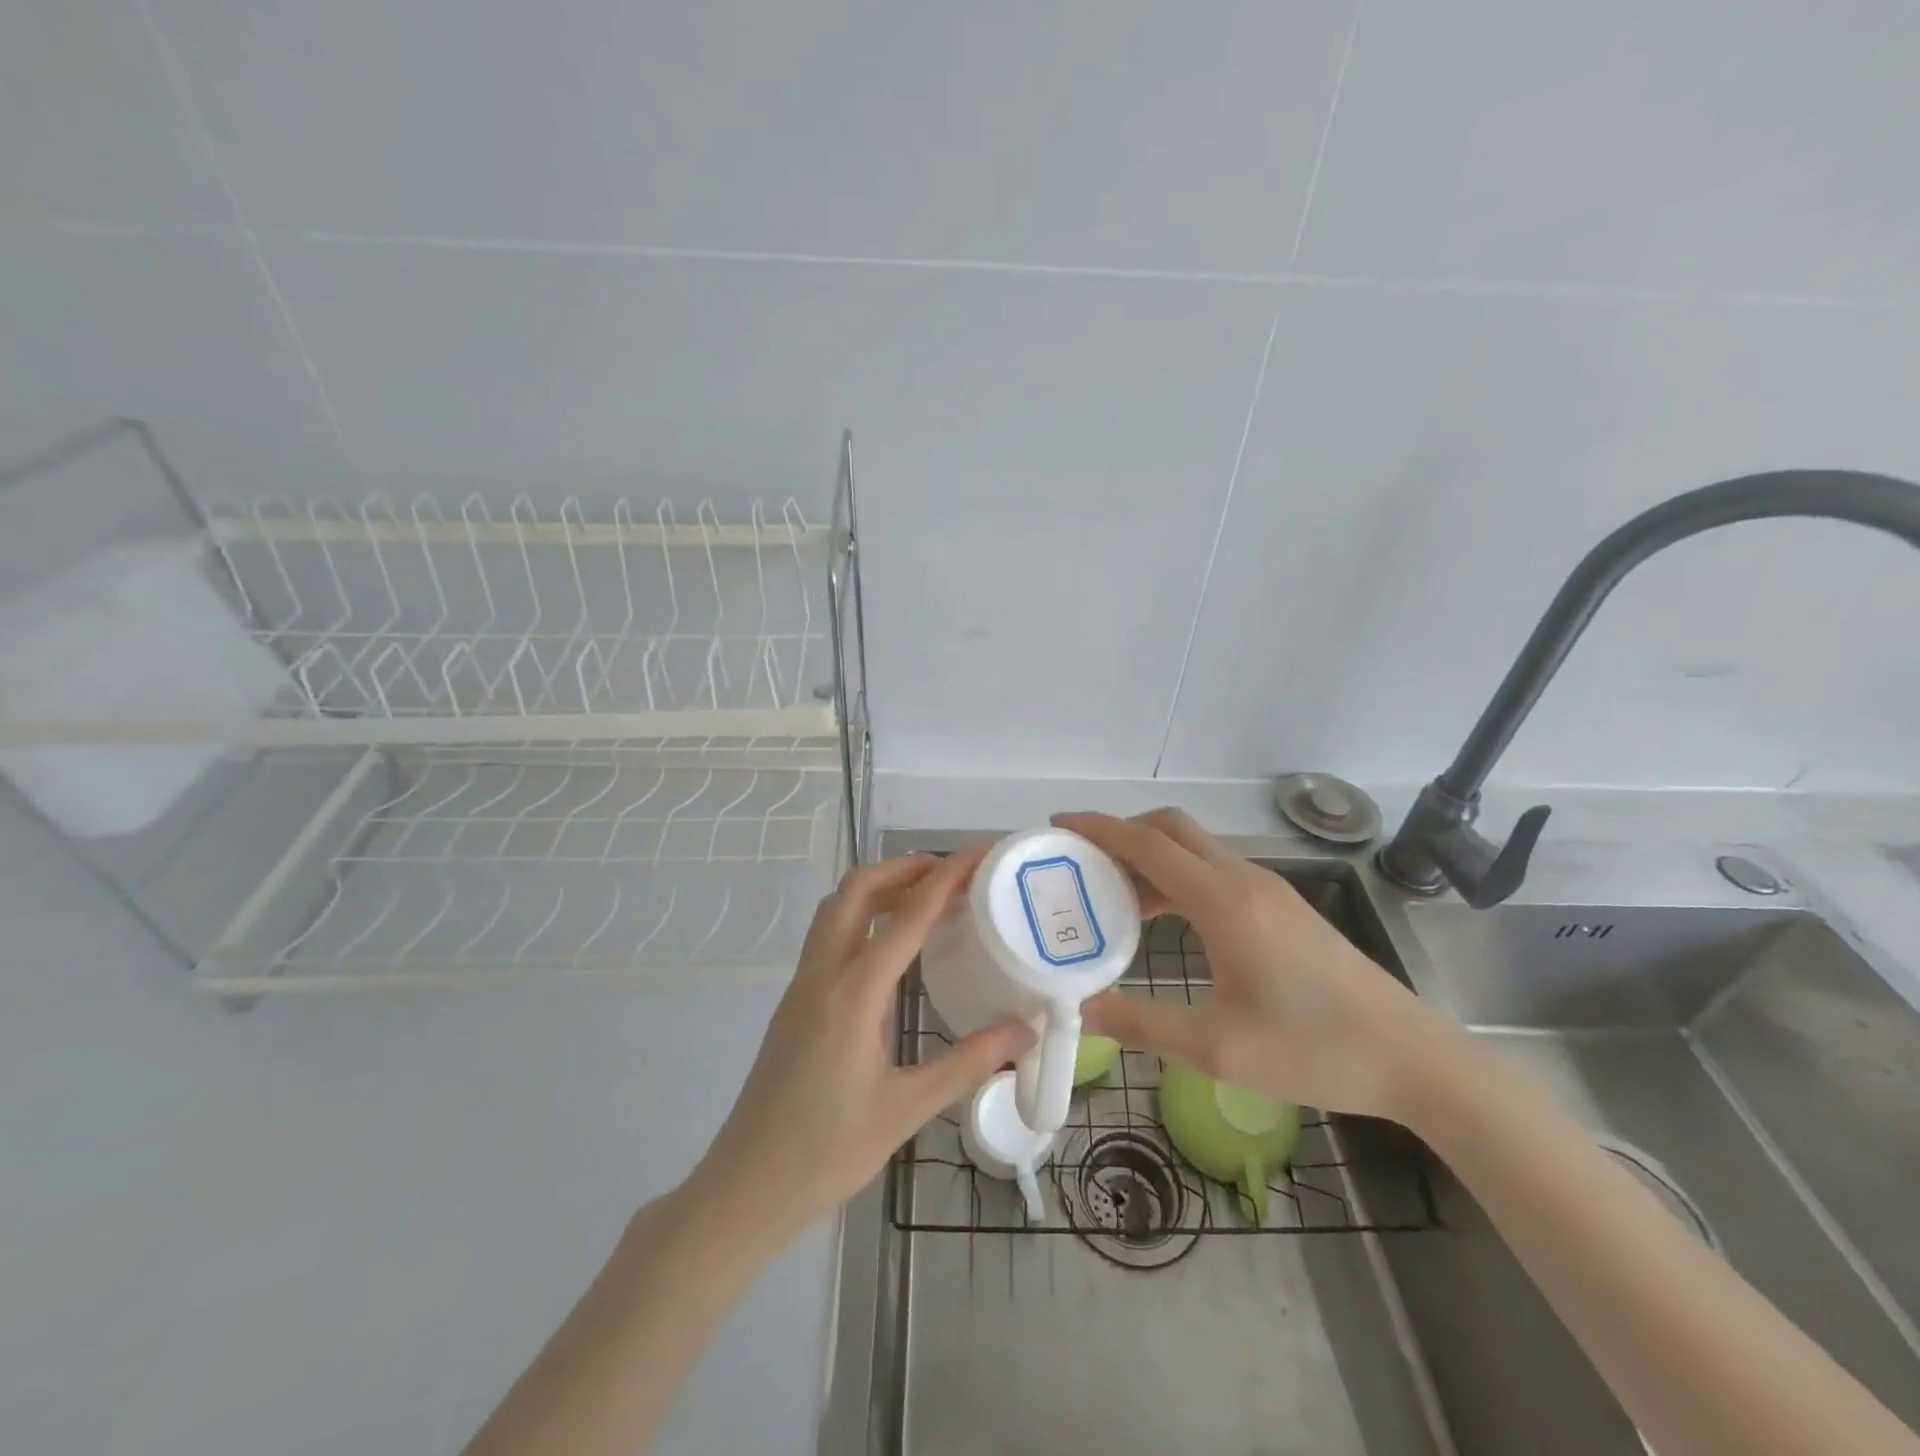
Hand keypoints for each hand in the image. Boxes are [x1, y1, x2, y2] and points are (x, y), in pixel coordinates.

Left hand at [695, 848, 1031, 1240]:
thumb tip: (1025, 1030)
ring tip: (927, 897)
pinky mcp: (796, 998)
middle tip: (953, 875)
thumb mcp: (907, 1110)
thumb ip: (968, 1063)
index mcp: (853, 994)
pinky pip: (829, 933)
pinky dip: (863, 913)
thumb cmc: (828, 1152)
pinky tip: (892, 943)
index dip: (946, 879)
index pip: (906, 916)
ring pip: (836, 906)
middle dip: (905, 868)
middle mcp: (823, 973)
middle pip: (857, 889)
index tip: (979, 856)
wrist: (747, 1187)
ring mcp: (802, 983)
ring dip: (880, 887)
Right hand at [1055, 810, 1458, 1121]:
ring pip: (1196, 848)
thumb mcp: (1217, 1047)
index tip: (1060, 825)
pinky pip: (1216, 871)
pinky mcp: (1283, 907)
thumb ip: (1142, 1024)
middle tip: (1082, 861)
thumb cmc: (1314, 1049)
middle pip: (1172, 829)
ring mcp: (1269, 891)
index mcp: (1224, 902)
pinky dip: (1178, 876)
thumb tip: (1083, 1010)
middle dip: (1122, 833)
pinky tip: (1164, 917)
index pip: (1148, 844)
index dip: (1100, 829)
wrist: (1412, 1058)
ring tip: (1112, 894)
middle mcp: (1244, 881)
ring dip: (1151, 857)